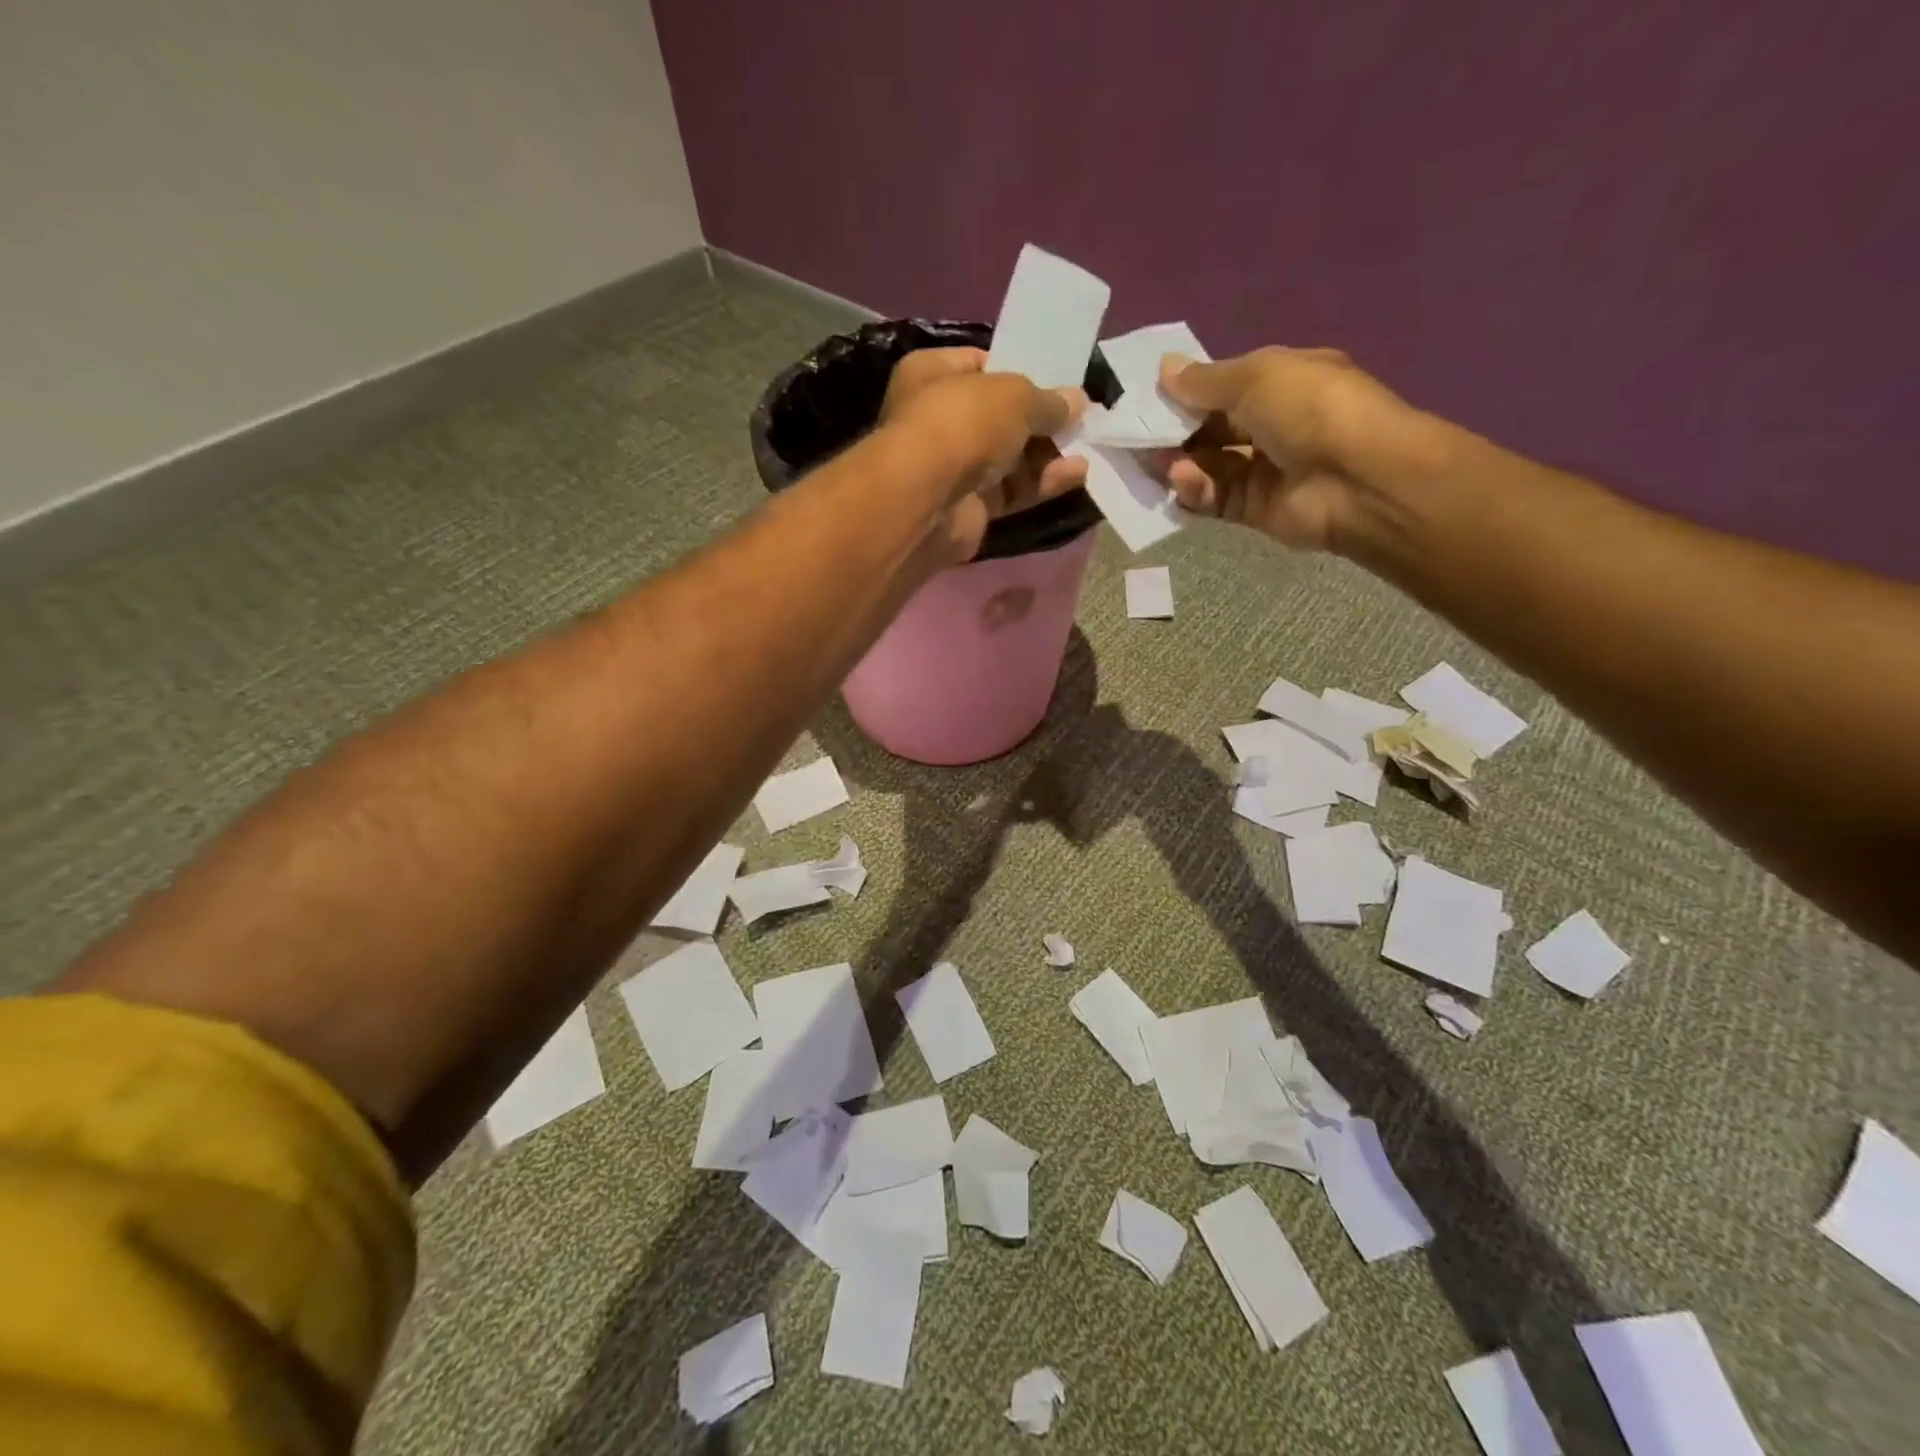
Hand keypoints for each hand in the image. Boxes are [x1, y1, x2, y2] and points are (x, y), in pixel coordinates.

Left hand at [879, 347, 1086, 560]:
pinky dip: (1041, 483)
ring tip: (1087, 446)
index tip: (1057, 378)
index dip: (1019, 369)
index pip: (981, 365)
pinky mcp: (969, 507)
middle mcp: (938, 419)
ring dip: (1047, 454)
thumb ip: (1048, 400)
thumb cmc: (963, 424)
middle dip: (1040, 419)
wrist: (928, 502)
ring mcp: (952, 467)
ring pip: (1009, 458)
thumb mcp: (1014, 396)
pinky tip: (1076, 475)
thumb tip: (1077, 402)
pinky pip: (1012, 491)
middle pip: (999, 416)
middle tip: (1080, 417)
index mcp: (932, 373)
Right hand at [1157, 347, 1415, 552]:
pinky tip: (1181, 482)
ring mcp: (1264, 470)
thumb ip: (1205, 380)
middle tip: (1136, 436)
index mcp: (1282, 383)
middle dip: (1175, 432)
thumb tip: (1165, 370)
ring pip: (1208, 466)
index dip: (1188, 392)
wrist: (1357, 478)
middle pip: (1212, 429)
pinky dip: (1195, 490)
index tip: (1148, 399)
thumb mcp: (1256, 376)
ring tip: (1152, 462)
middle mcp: (1273, 425)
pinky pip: (1215, 498)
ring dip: (1179, 463)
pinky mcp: (1255, 510)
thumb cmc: (1310, 408)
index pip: (1225, 387)